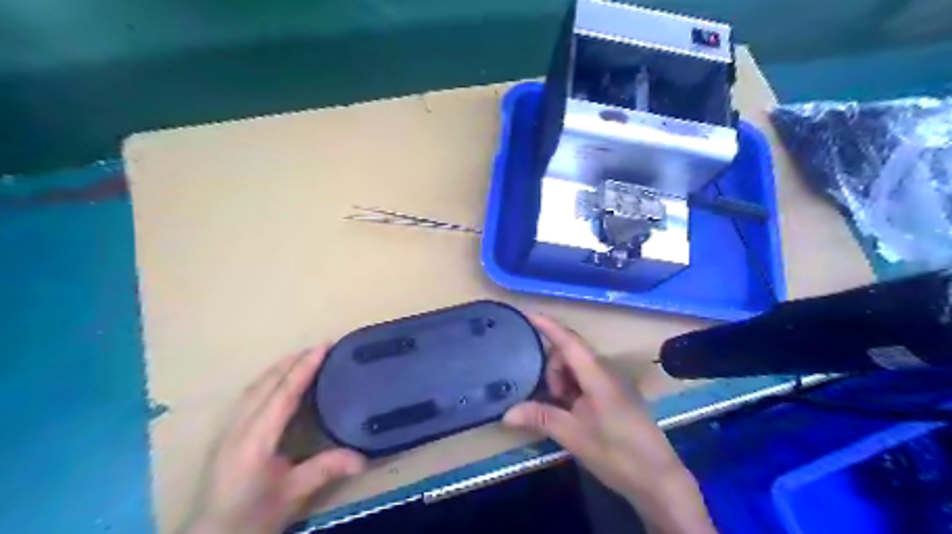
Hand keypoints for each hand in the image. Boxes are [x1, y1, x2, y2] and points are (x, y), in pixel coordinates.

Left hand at [179, 347, 365, 533]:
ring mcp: (229, 430)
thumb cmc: (252, 517)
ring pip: (254, 387)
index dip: (304, 368)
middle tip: (319, 347)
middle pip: (266, 384)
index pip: (283, 394)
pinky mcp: (227, 435)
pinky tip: (276, 381)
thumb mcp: (292, 495)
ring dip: (278, 368)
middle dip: (292, 361)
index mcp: (255, 440)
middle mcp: (239, 428)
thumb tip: (364, 457)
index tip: (323, 347)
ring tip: (301, 357)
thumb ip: (325, 470)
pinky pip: (249, 396)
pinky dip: (267, 380)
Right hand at [506, 313, 714, 532]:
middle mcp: (606, 372)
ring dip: (561, 380)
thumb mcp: (575, 437)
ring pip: (577, 367)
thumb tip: (506, 413)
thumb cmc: (619, 454)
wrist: (659, 478)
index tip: (527, 313)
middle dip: (552, 367)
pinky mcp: (614, 394)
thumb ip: (542, 418)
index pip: (569, 342)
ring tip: (559, 408)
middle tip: (547, 397)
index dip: (548, 326)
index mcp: (597, 376)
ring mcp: (612, 383)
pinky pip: (586, 379)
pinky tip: (569, 410)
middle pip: (570, 353)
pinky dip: (571, 388)